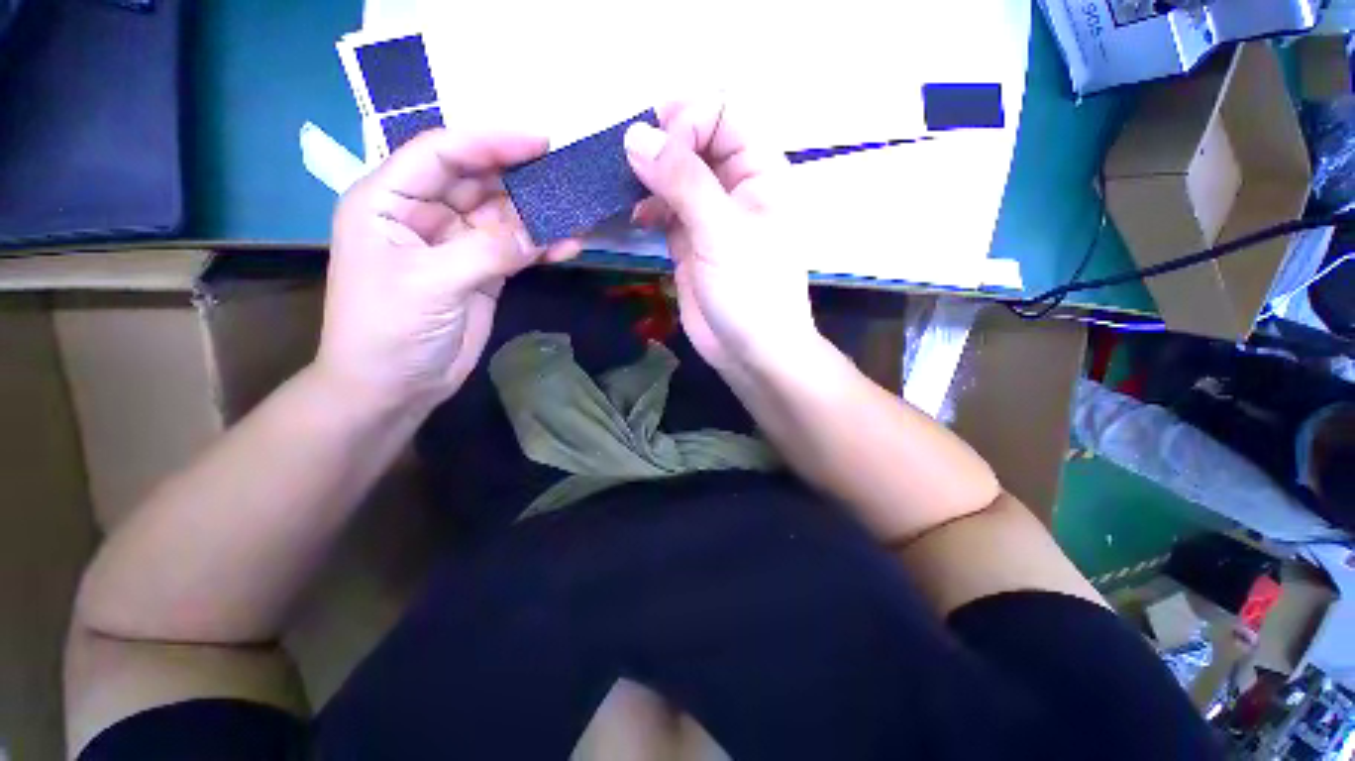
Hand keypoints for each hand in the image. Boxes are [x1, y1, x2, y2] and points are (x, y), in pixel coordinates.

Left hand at [319, 130, 580, 413]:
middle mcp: (424, 215)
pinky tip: (568, 247)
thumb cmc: (389, 331)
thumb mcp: (433, 283)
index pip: (440, 154)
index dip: (488, 142)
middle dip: (521, 178)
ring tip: (577, 214)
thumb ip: (489, 251)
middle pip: (477, 182)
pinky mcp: (483, 272)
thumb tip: (544, 230)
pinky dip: (541, 248)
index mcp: (389, 201)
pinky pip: (516, 250)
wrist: (394, 388)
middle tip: (567, 176)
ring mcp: (457, 245)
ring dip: (538, 216)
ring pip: (503, 217)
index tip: (538, 141)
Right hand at [625, 102, 816, 372]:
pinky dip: (646, 205)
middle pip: (694, 140)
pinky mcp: (689, 242)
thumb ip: (683, 181)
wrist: (750, 353)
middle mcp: (734, 186)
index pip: (722, 115)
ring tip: (626, 191)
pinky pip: (664, 209)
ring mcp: (709, 216)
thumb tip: (635, 136)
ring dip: (648, 176)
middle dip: (661, 145)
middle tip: (628, 164)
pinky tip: (635, 217)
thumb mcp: (722, 233)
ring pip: (675, 175)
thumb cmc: (751, 293)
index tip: (658, 150)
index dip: (688, 121)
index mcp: (760, 172)